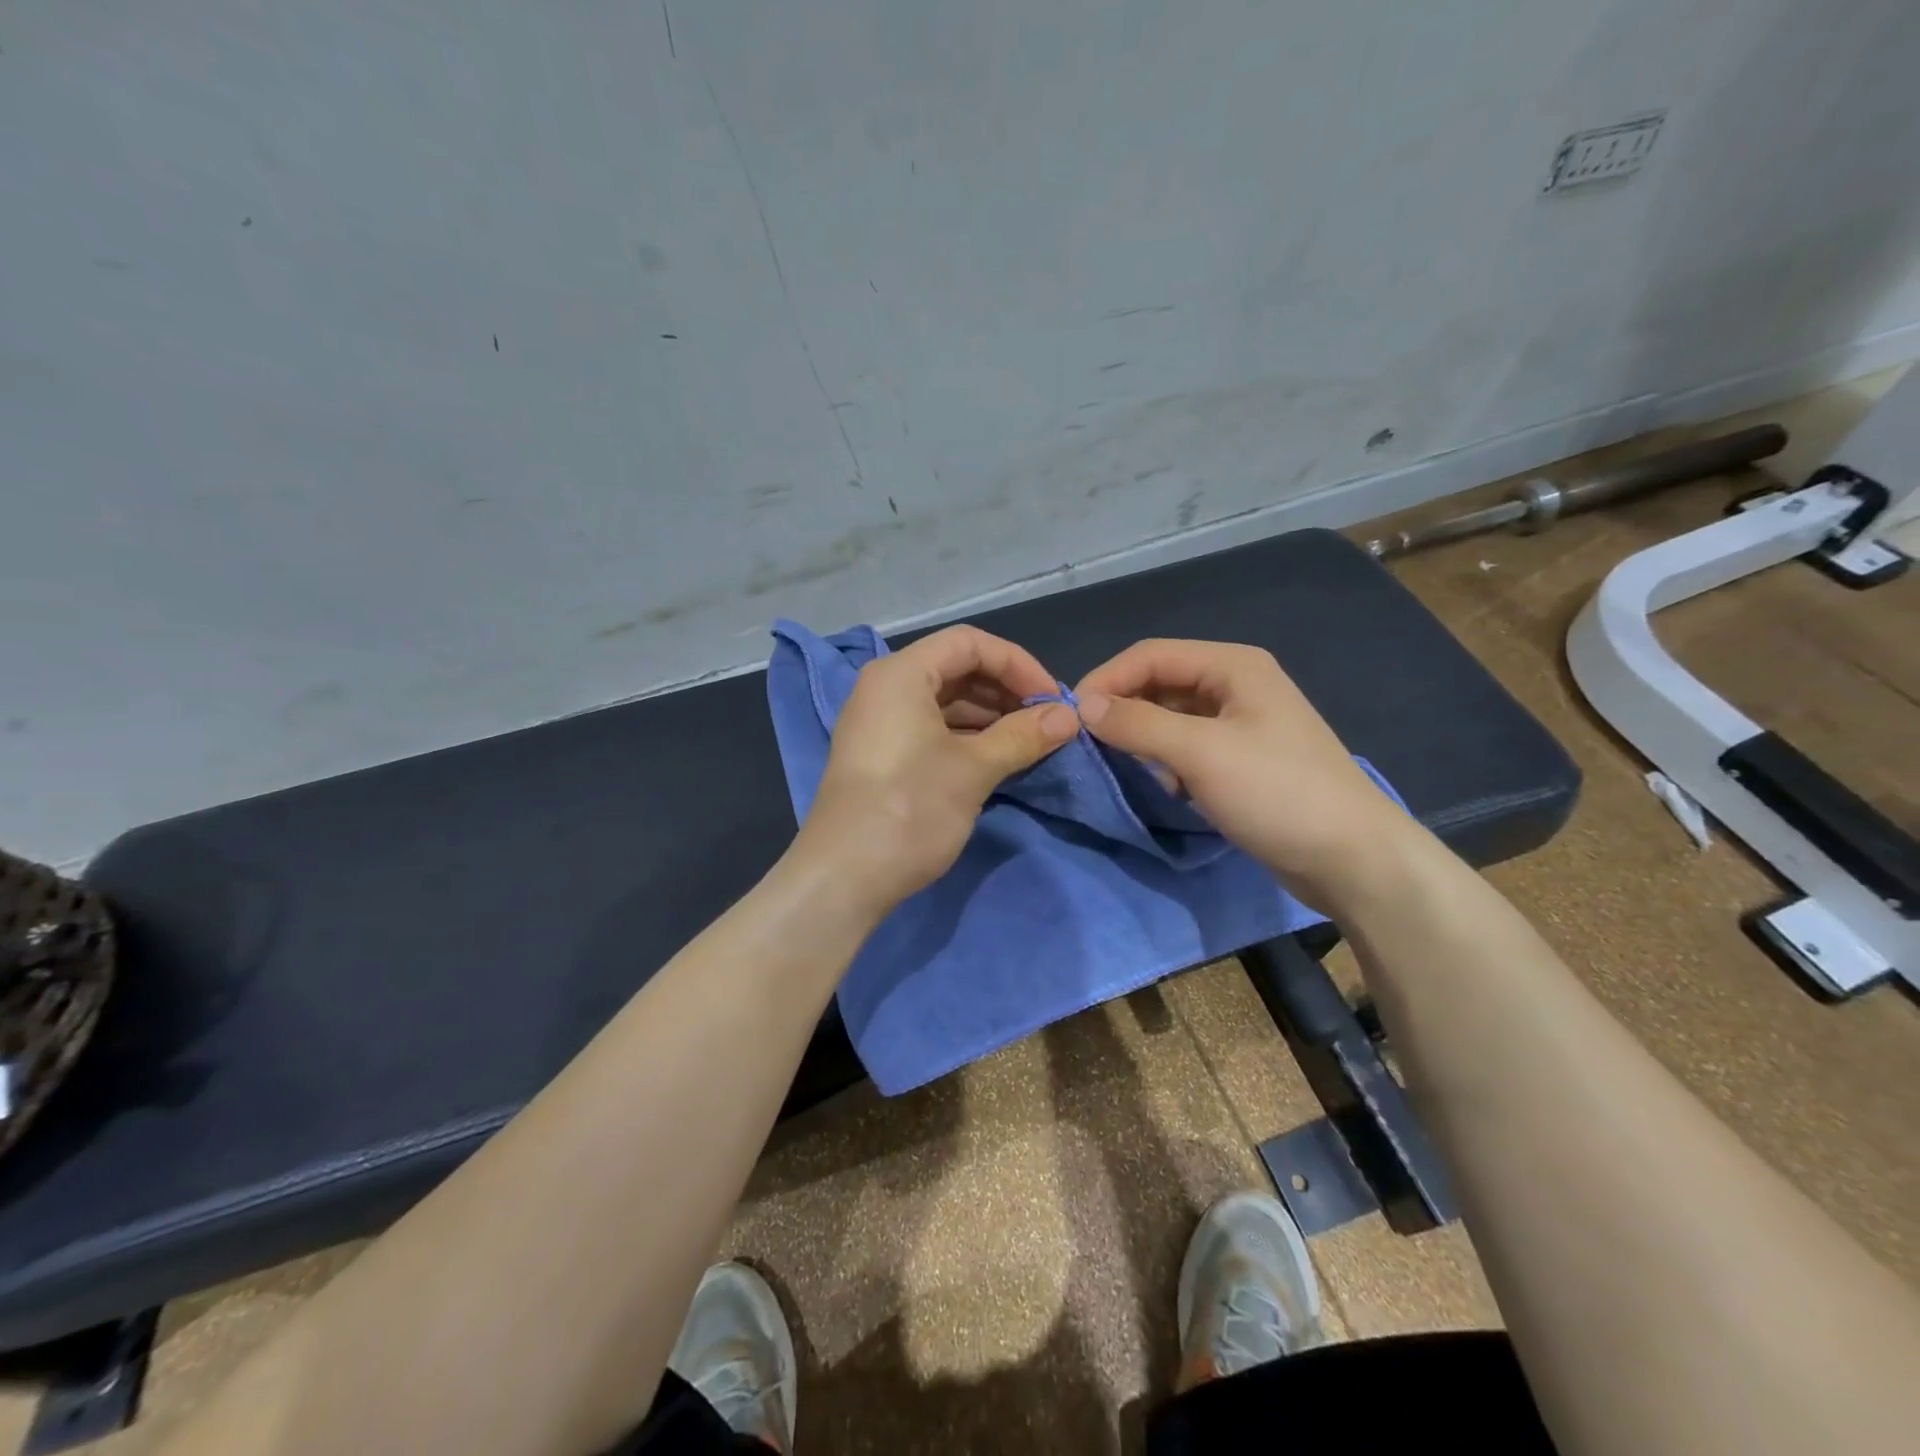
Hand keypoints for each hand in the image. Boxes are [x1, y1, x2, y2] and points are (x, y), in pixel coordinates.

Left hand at [793, 625, 1079, 912]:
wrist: (843, 878)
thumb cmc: (910, 809)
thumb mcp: (973, 769)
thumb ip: (1022, 736)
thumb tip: (1069, 717)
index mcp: (901, 674)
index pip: (970, 643)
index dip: (1018, 665)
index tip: (1052, 701)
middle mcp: (886, 687)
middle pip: (957, 669)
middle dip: (1006, 692)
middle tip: (1046, 723)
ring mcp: (880, 722)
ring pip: (946, 702)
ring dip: (991, 717)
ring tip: (1030, 743)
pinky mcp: (882, 755)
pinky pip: (932, 729)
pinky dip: (968, 737)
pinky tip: (998, 759)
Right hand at [1075, 639, 1418, 911]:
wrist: (1353, 859)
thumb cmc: (1277, 793)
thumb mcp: (1200, 753)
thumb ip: (1138, 724)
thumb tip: (1083, 706)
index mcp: (1232, 666)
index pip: (1150, 654)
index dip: (1107, 679)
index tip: (1071, 717)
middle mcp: (1236, 685)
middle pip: (1161, 682)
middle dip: (1124, 708)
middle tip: (1089, 744)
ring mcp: (1242, 724)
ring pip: (1172, 717)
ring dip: (1143, 737)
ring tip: (1125, 766)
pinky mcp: (1243, 760)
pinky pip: (1189, 746)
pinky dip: (1167, 760)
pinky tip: (1167, 786)